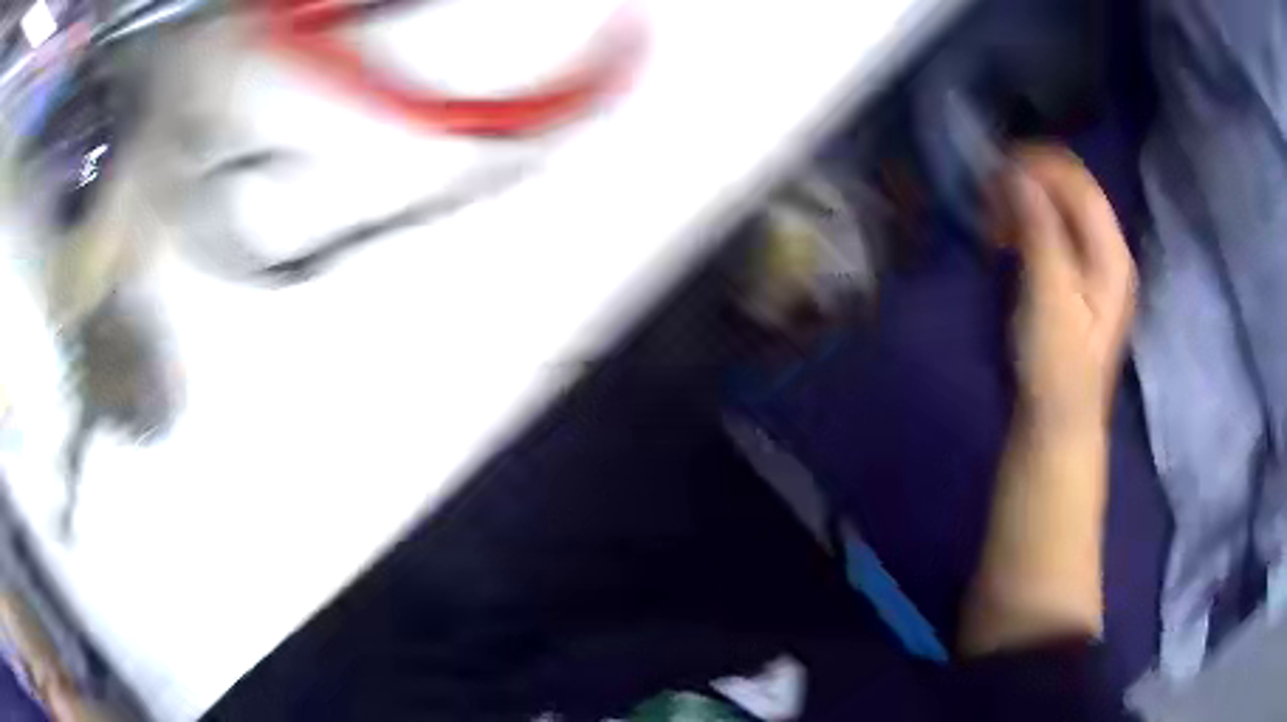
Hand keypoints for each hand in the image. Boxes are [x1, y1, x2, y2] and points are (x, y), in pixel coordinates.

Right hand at [996, 144, 1135, 430]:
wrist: (1058, 427)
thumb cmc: (1057, 366)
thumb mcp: (1049, 295)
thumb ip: (1039, 229)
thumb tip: (1017, 173)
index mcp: (1112, 253)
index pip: (1080, 183)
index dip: (1041, 164)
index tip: (997, 166)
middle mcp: (1109, 254)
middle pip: (1072, 194)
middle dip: (1031, 184)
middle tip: (990, 196)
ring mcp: (1094, 271)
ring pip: (1062, 214)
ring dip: (1026, 205)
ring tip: (994, 219)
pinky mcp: (1076, 287)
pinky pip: (1055, 237)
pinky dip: (1029, 228)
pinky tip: (1006, 241)